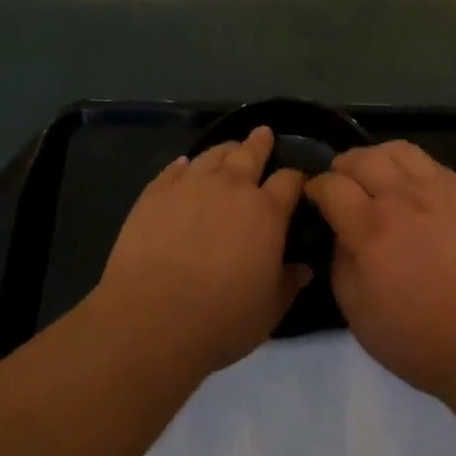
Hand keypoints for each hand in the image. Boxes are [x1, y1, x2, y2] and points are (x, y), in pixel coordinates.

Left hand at [92, 127, 309, 382]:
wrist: (151, 321)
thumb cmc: (221, 319)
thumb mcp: (269, 310)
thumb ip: (289, 284)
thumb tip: (304, 269)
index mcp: (267, 212)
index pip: (289, 181)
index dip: (296, 178)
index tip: (298, 181)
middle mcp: (232, 188)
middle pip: (251, 153)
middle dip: (260, 142)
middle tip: (263, 133)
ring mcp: (191, 186)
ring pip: (213, 154)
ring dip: (225, 149)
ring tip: (228, 147)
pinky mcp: (156, 193)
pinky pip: (174, 169)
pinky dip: (184, 165)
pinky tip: (184, 165)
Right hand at [306, 141, 455, 409]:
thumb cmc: (422, 340)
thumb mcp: (359, 315)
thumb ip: (341, 264)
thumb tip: (340, 233)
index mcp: (370, 230)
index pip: (332, 186)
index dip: (315, 187)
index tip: (313, 196)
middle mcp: (402, 198)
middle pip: (362, 159)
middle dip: (342, 167)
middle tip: (339, 183)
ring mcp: (438, 189)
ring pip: (397, 150)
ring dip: (375, 157)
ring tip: (373, 175)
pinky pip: (429, 162)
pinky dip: (408, 166)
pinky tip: (409, 186)